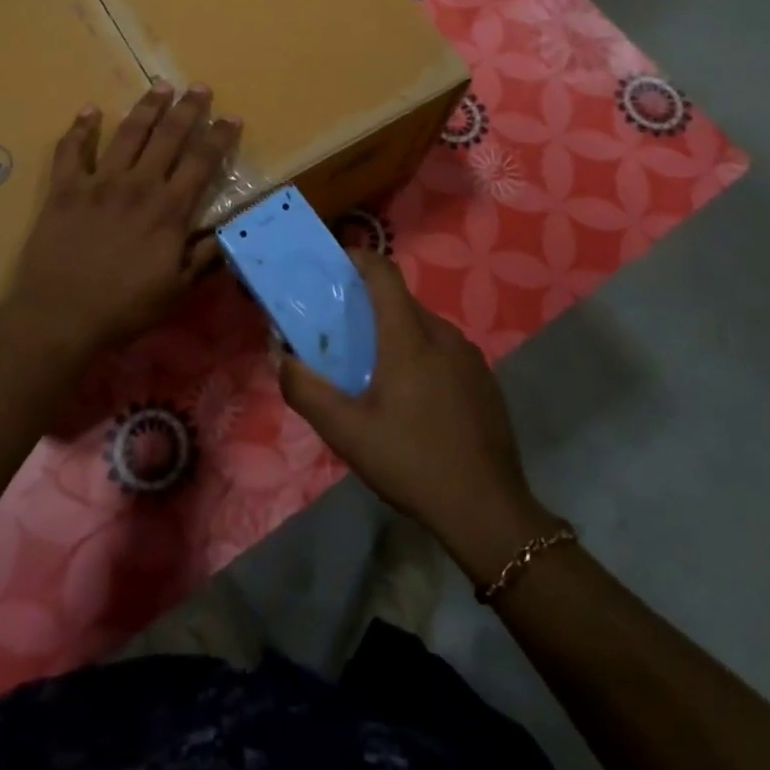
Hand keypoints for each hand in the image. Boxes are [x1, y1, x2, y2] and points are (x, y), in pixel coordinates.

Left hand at [5, 81, 239, 359]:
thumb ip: (202, 257)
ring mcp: (99, 182)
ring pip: (128, 133)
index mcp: (169, 210)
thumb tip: (225, 231)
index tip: (231, 117)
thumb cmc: (124, 308)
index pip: (201, 162)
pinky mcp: (65, 188)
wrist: (60, 316)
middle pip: (168, 136)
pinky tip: (89, 110)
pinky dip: (80, 128)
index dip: (219, 136)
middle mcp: (138, 185)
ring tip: (160, 87)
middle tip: (199, 87)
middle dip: (188, 108)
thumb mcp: (176, 289)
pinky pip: (71, 150)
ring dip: (146, 107)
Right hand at [278, 251, 554, 578]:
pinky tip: (413, 398)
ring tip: (374, 369)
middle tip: (342, 332)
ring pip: (424, 327)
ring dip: (396, 334)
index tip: (335, 266)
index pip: (384, 274)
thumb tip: (283, 357)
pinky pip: (445, 351)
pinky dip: (422, 356)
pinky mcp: (484, 380)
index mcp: (409, 337)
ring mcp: (470, 357)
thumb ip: (306, 390)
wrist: (487, 510)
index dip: (358, 259)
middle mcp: (443, 335)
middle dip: (370, 306)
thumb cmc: (411, 462)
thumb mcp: (346, 432)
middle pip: (401, 301)